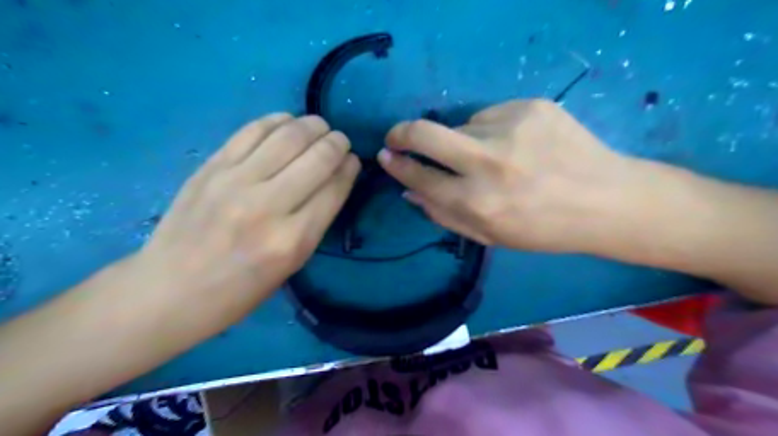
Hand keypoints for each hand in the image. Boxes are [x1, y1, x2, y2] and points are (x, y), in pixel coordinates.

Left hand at [134, 112, 360, 337]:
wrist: (170, 290)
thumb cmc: (240, 289)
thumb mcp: (291, 264)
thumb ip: (316, 219)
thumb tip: (336, 179)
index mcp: (293, 239)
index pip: (334, 188)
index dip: (349, 168)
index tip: (353, 161)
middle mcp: (267, 205)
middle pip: (317, 157)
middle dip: (337, 142)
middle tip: (340, 141)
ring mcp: (235, 181)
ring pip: (287, 136)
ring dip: (312, 125)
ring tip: (319, 126)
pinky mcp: (211, 167)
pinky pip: (252, 131)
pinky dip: (277, 121)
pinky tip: (287, 122)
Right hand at [377, 99, 638, 253]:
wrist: (606, 200)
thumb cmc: (543, 229)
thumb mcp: (490, 235)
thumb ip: (444, 215)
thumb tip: (409, 190)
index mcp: (477, 203)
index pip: (419, 177)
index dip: (397, 166)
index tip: (386, 156)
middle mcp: (488, 163)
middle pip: (425, 134)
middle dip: (402, 133)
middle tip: (397, 136)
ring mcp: (510, 129)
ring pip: (461, 126)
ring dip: (463, 141)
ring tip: (494, 157)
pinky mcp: (530, 107)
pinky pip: (490, 115)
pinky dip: (491, 130)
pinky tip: (516, 145)